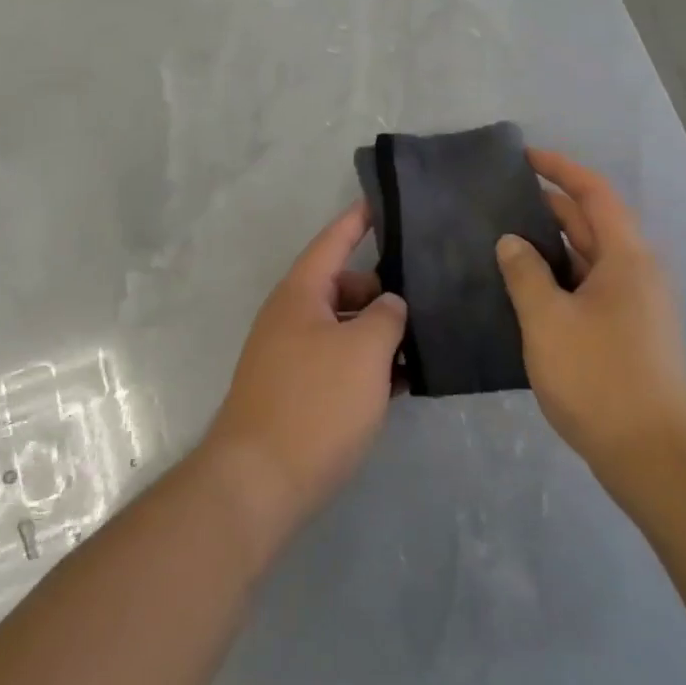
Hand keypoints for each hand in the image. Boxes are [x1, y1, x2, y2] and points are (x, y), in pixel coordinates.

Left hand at [204, 202, 406, 542]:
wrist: (258, 483)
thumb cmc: (315, 404)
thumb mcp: (364, 352)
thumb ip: (386, 317)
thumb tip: (389, 304)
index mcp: (300, 293)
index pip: (333, 241)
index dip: (358, 220)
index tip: (382, 201)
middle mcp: (291, 316)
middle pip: (342, 286)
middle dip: (382, 289)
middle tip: (427, 295)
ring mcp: (290, 356)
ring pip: (343, 328)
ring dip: (378, 332)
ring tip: (425, 340)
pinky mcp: (295, 393)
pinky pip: (337, 363)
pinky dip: (367, 365)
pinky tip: (403, 382)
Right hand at [495, 150, 685, 476]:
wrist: (654, 456)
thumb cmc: (599, 377)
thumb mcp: (548, 320)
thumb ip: (525, 273)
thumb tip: (512, 242)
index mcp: (626, 258)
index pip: (594, 193)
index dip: (560, 169)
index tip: (524, 157)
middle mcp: (637, 273)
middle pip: (593, 222)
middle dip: (551, 205)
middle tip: (501, 199)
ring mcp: (636, 305)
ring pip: (590, 257)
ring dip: (553, 244)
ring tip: (505, 239)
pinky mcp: (628, 333)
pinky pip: (590, 287)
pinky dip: (560, 277)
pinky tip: (526, 289)